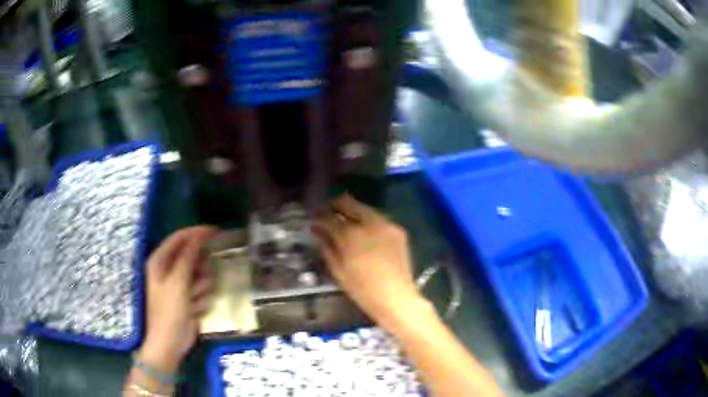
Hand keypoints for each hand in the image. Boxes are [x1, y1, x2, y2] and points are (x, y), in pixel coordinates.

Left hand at [140, 226, 216, 371]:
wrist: (170, 344)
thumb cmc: (169, 312)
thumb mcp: (178, 283)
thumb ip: (187, 258)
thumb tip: (198, 237)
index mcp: (159, 262)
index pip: (179, 238)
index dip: (196, 233)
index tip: (215, 231)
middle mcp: (168, 270)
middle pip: (191, 257)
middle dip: (199, 268)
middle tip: (203, 277)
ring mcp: (178, 286)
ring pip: (199, 275)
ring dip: (200, 288)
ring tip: (193, 301)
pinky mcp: (188, 299)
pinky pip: (201, 291)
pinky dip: (200, 300)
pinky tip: (194, 311)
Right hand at [311, 195, 424, 327]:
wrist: (396, 298)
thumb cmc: (362, 289)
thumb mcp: (338, 270)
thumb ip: (326, 246)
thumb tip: (316, 230)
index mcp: (351, 235)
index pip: (329, 217)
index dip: (318, 216)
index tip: (313, 218)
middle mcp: (369, 223)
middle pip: (348, 203)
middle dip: (335, 206)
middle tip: (328, 214)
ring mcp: (387, 224)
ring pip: (364, 208)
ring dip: (352, 212)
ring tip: (345, 222)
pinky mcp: (398, 230)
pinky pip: (378, 219)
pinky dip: (368, 221)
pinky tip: (364, 232)